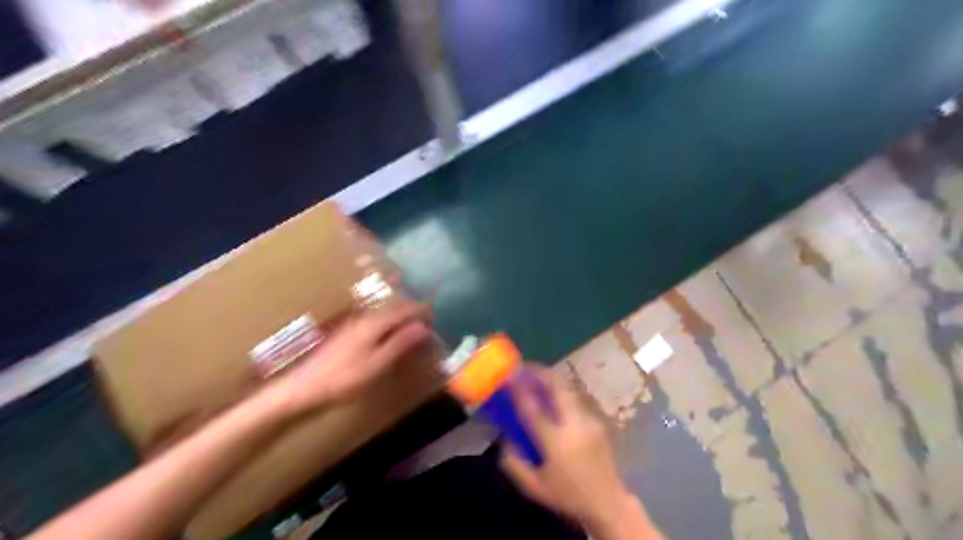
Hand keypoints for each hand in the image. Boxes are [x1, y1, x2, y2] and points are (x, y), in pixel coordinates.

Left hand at [262, 302, 427, 415]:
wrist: (304, 387)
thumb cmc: (344, 378)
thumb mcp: (377, 364)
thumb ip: (399, 344)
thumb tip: (422, 327)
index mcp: (374, 323)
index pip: (404, 308)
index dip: (422, 311)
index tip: (437, 318)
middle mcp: (365, 317)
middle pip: (395, 308)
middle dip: (413, 313)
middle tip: (428, 325)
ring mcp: (355, 323)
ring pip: (385, 314)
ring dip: (401, 319)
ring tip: (414, 331)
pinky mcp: (348, 332)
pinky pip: (377, 321)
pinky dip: (390, 325)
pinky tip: (391, 337)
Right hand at [501, 366, 649, 532]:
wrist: (608, 502)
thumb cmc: (567, 495)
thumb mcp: (533, 487)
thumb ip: (513, 462)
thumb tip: (504, 437)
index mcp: (556, 442)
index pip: (532, 409)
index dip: (518, 389)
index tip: (508, 375)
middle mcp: (574, 425)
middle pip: (558, 386)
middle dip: (540, 372)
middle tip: (524, 367)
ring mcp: (589, 420)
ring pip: (569, 388)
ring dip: (551, 379)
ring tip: (537, 377)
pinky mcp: (598, 420)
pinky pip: (576, 398)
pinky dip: (562, 391)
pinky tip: (554, 397)